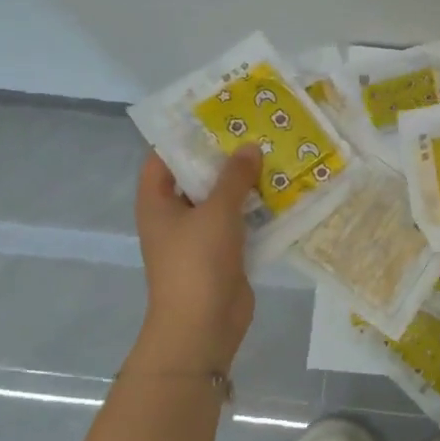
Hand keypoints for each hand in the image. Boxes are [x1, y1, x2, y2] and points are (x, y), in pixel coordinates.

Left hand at [133, 148, 261, 369]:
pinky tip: (283, 191)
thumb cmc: (197, 262)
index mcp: (157, 202)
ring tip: (274, 153)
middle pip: (196, 177)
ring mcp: (199, 236)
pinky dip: (256, 209)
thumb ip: (234, 177)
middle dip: (224, 156)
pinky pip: (239, 223)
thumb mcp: (216, 212)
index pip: (162, 157)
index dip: (184, 135)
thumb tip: (250, 147)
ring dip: (244, 183)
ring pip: (221, 200)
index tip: (215, 115)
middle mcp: (174, 216)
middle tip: (255, 129)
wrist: (202, 326)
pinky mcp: (223, 254)